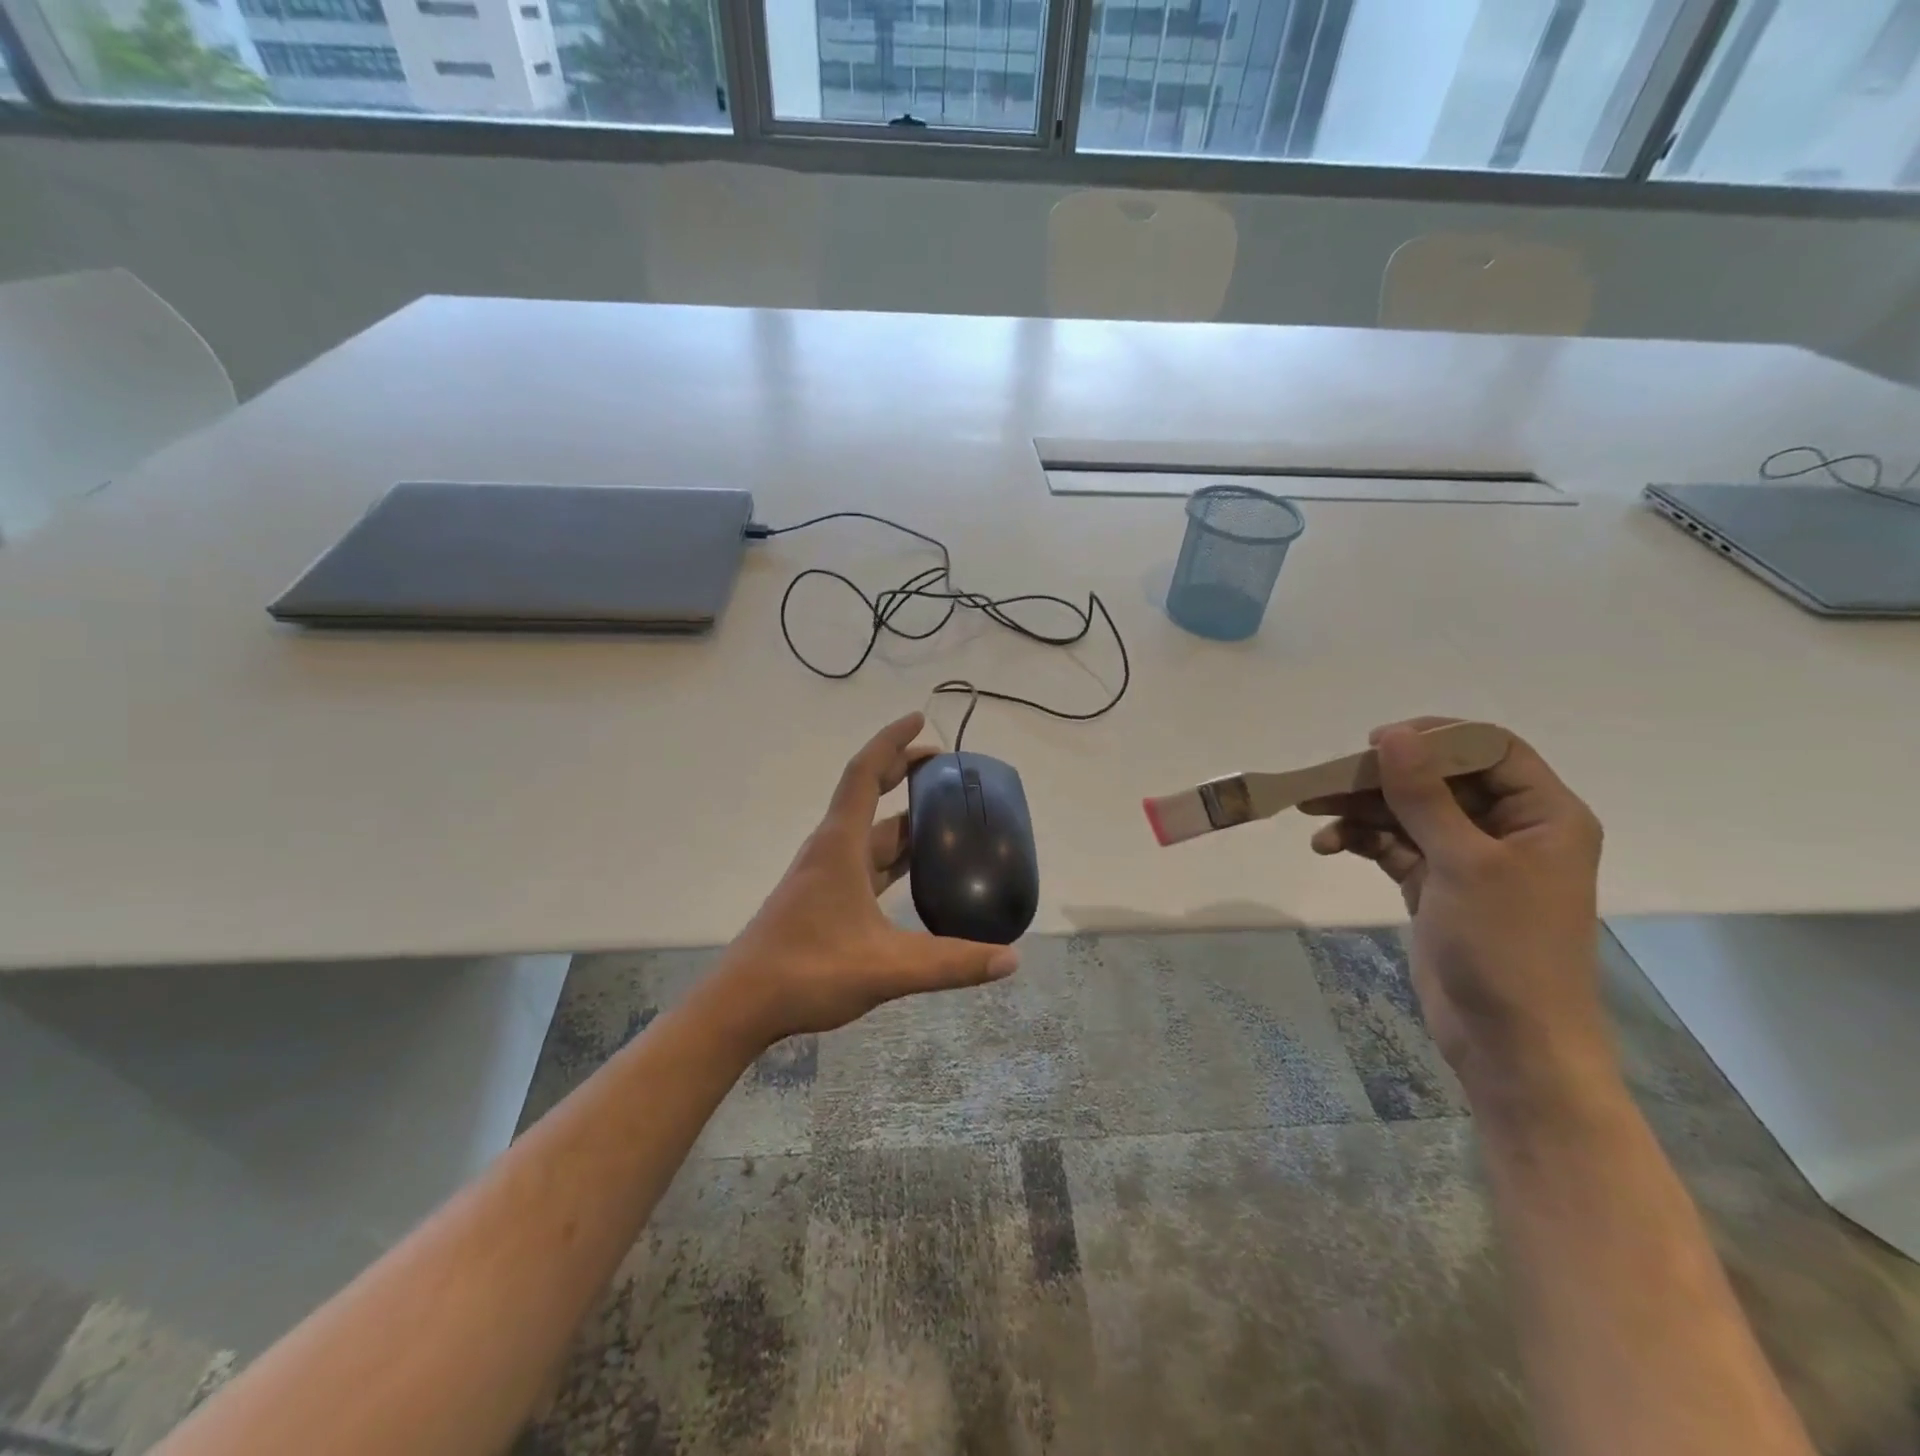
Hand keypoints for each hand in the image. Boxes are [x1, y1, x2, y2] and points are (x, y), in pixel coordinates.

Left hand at [711, 712, 1019, 1047]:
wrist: (742, 1005)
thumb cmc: (807, 972)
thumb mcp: (887, 968)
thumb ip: (951, 963)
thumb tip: (1011, 959)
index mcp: (840, 846)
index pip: (865, 774)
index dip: (892, 742)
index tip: (919, 719)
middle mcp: (831, 850)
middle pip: (867, 795)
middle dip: (902, 772)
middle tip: (943, 766)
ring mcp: (824, 875)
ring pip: (868, 833)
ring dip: (901, 817)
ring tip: (942, 814)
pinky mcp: (823, 899)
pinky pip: (865, 862)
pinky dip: (892, 855)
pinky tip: (916, 872)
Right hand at [1301, 718, 1610, 1095]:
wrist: (1509, 1043)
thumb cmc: (1505, 947)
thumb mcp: (1464, 862)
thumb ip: (1424, 795)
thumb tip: (1391, 735)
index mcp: (1541, 814)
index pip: (1488, 749)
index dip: (1433, 738)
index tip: (1375, 745)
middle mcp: (1507, 828)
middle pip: (1438, 779)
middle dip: (1381, 778)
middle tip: (1326, 781)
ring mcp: (1468, 858)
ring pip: (1408, 812)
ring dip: (1361, 809)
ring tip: (1311, 811)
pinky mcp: (1435, 885)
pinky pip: (1394, 846)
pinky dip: (1362, 840)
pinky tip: (1329, 846)